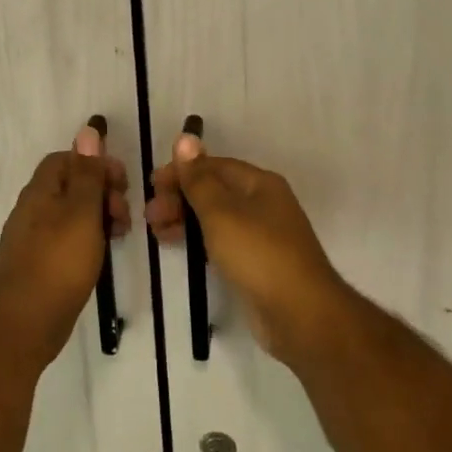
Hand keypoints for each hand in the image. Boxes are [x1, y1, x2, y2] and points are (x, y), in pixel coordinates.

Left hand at [0, 124, 130, 369]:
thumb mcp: (81, 212)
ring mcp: (32, 238)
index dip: (95, 163)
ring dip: (97, 216)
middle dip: (101, 191)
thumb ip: (87, 173)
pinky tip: (101, 254)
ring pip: (69, 213)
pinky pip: (66, 238)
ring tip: (120, 233)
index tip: (122, 182)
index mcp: (40, 191)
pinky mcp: (38, 263)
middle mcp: (31, 209)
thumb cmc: (59, 262)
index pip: (65, 159)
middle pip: (69, 185)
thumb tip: (88, 130)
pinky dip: (87, 238)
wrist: (26, 322)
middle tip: (124, 212)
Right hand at [145, 132, 345, 363]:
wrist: (300, 314)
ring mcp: (261, 235)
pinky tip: (178, 247)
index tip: (152, 186)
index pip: (213, 166)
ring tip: (156, 233)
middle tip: (150, 215)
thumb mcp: (221, 212)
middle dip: (180, 198)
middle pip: (214, 191)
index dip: (181, 172)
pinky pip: (221, 242)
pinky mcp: (256, 263)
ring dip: (184, 219)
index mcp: (259, 183)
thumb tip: (185, 137)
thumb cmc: (258, 254)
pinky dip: (198, 240)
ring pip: (216, 217)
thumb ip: (199, 178)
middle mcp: (263, 203)